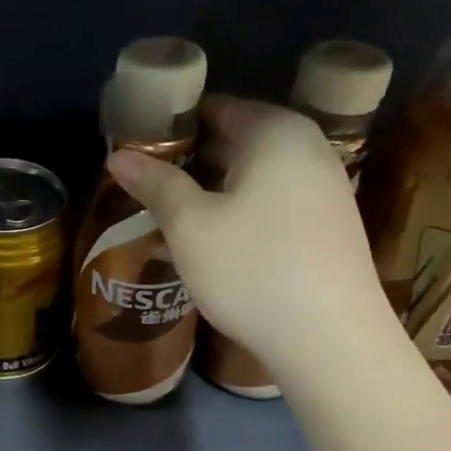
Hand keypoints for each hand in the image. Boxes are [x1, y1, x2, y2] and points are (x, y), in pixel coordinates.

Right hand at [107, 94, 397, 391]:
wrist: (332, 343)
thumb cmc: (253, 270)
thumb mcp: (190, 225)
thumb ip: (155, 184)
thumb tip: (118, 156)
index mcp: (276, 132)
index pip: (215, 108)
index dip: (171, 125)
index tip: (135, 147)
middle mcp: (308, 149)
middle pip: (235, 140)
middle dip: (188, 160)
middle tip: (143, 183)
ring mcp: (325, 188)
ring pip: (252, 175)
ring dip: (210, 190)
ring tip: (166, 213)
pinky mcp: (328, 226)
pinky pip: (272, 201)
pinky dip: (238, 210)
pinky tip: (210, 240)